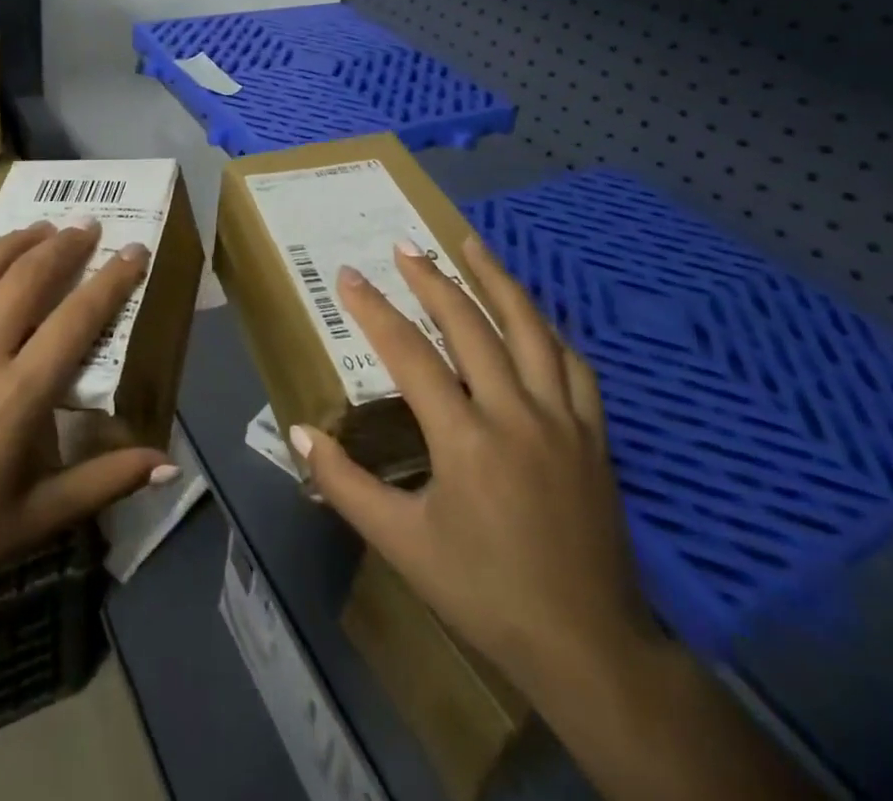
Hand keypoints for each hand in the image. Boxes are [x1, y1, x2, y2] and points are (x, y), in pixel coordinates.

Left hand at [0, 220, 173, 647]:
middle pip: (28, 277)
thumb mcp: (39, 520)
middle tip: (86, 227)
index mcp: (18, 395)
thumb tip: (169, 461)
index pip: (77, 318)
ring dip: (15, 243)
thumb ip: (106, 481)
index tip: (133, 250)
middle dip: (64, 245)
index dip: (112, 280)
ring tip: (40, 228)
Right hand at [292, 237, 657, 693]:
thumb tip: (298, 432)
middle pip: (470, 325)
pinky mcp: (594, 435)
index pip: (410, 354)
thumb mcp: (403, 545)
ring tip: (470, 244)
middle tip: (404, 246)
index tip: (349, 276)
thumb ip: (345, 484)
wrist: (589, 648)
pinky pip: (572, 363)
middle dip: (432, 279)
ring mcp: (562, 419)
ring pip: (529, 328)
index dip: (375, 310)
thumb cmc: (486, 593)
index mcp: (465, 439)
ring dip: (496, 280)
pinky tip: (530, 313)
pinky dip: (546, 328)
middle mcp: (515, 413)